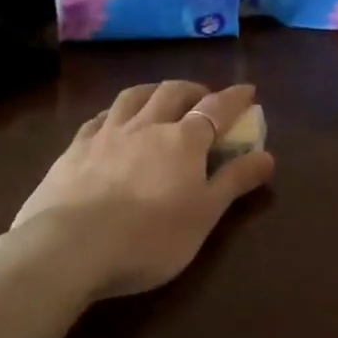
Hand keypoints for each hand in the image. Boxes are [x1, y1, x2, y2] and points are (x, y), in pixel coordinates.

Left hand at [11, 81, 274, 297]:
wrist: (70, 249)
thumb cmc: (149, 238)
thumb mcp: (203, 215)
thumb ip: (234, 182)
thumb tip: (267, 156)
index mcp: (183, 141)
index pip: (216, 108)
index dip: (235, 98)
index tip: (248, 90)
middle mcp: (146, 126)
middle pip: (172, 93)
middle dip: (193, 89)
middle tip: (203, 97)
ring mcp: (106, 134)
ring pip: (133, 97)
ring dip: (153, 91)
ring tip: (159, 97)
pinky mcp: (74, 149)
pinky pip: (98, 118)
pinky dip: (114, 113)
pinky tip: (112, 121)